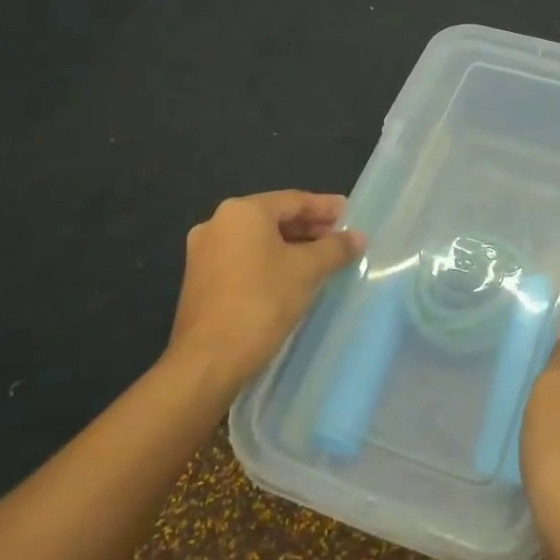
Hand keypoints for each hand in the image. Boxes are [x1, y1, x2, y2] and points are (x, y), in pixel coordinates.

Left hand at [166, 191, 365, 395]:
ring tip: (322, 259)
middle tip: (340, 238)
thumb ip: (335, 248)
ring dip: (291, 246)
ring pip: (258, 241)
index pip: (293, 200)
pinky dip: (271, 262)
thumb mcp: (307, 270)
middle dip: (309, 227)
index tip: (350, 215)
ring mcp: (204, 253)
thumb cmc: (262, 301)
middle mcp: (217, 224)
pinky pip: (244, 260)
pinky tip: (293, 278)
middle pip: (274, 218)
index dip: (325, 207)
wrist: (208, 359)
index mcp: (241, 212)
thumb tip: (357, 237)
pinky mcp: (201, 281)